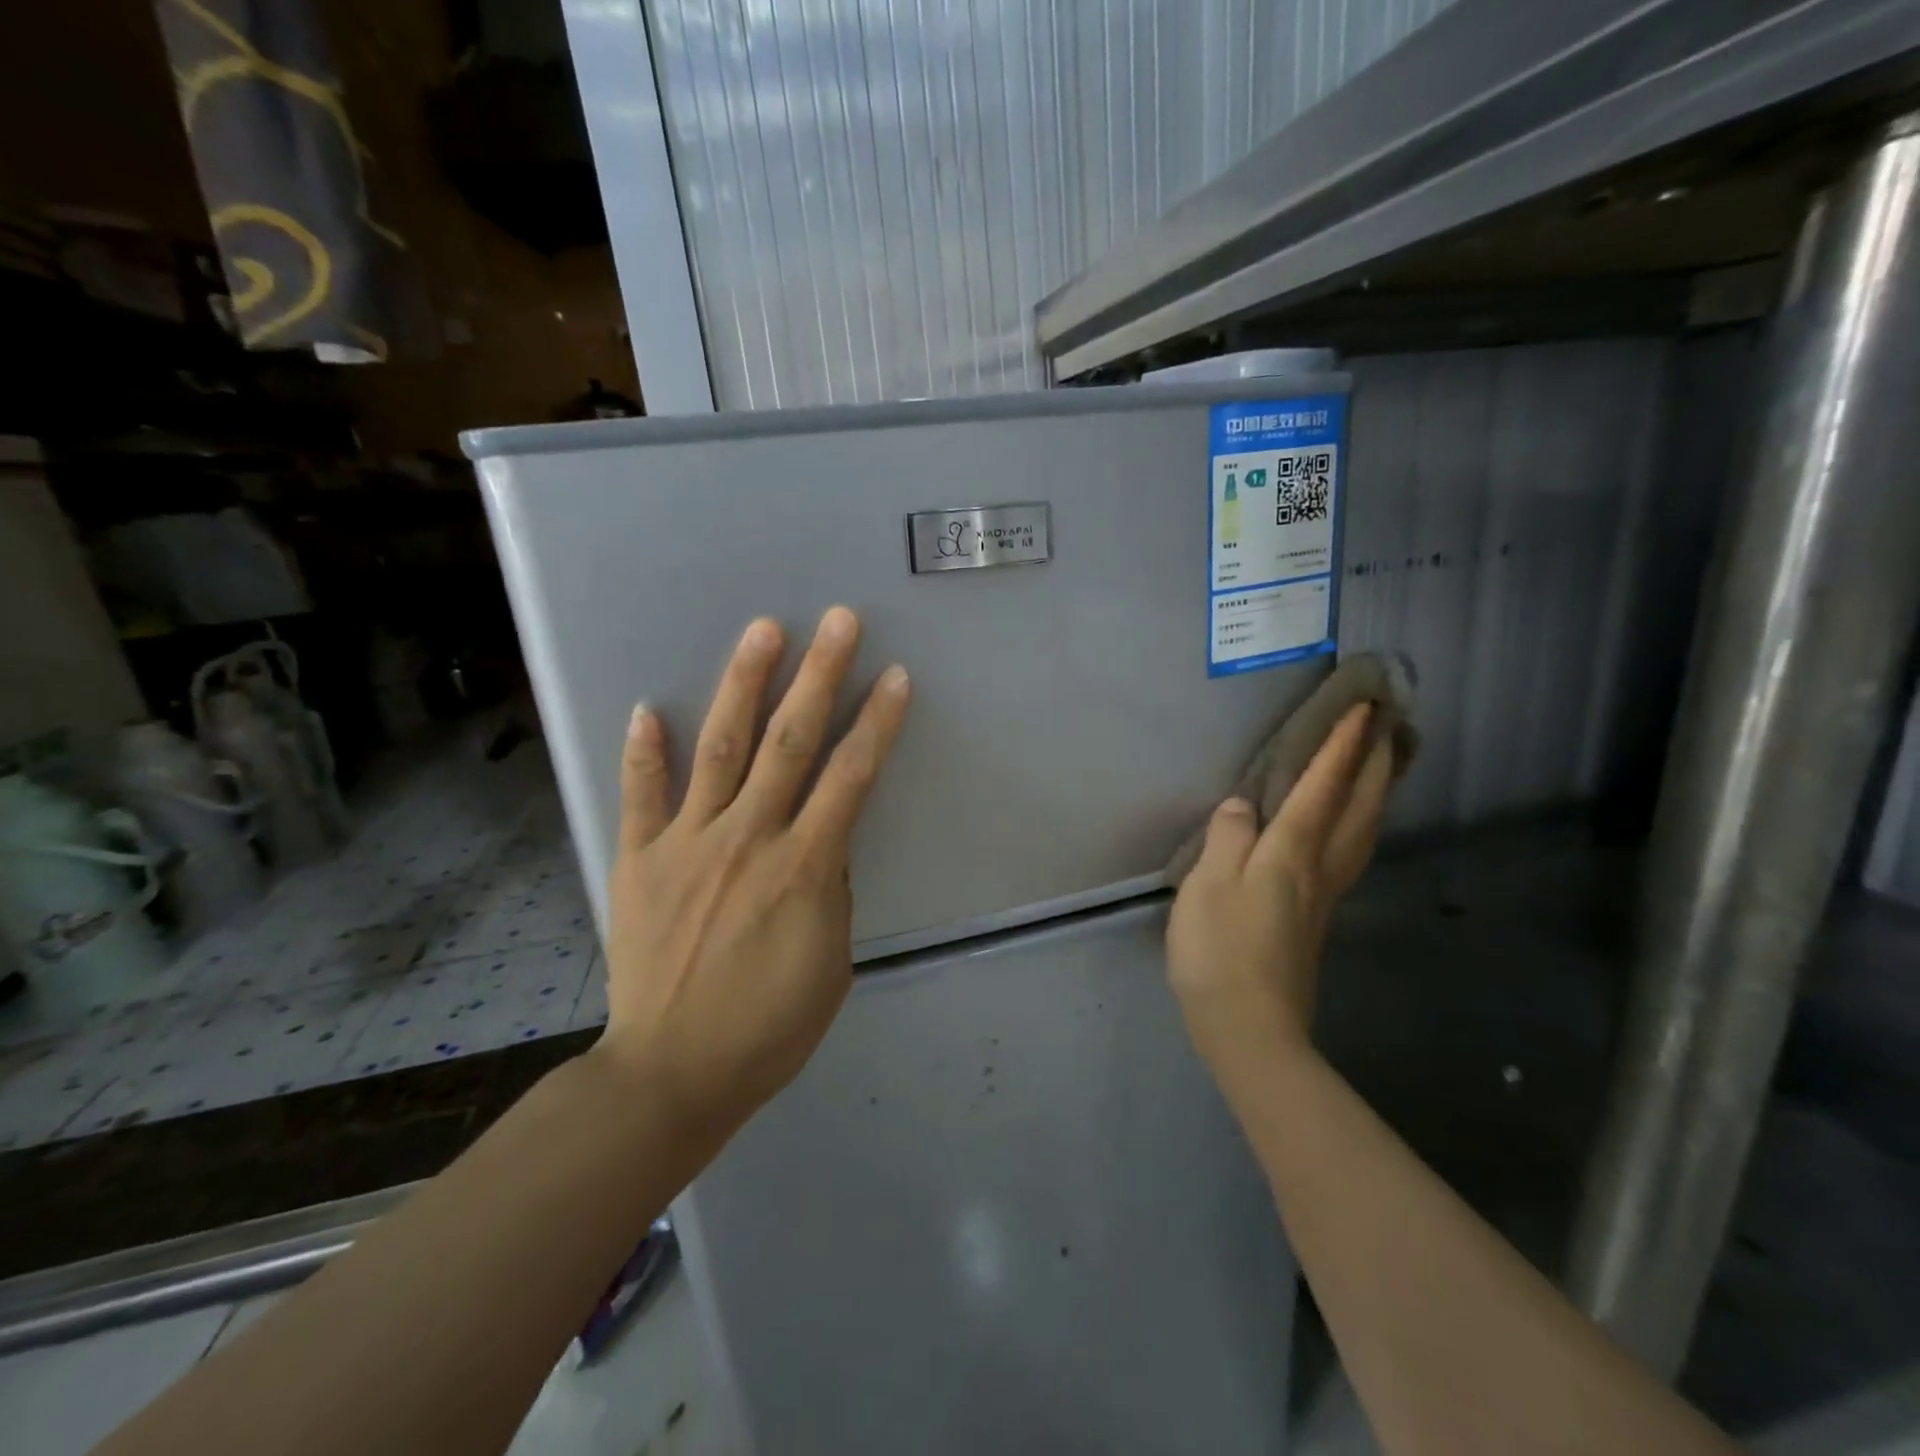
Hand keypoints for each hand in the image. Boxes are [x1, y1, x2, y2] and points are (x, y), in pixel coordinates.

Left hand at [594, 607, 910, 1131]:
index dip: (877, 723)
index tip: (895, 676)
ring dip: (744, 685)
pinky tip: (647, 707)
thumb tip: (825, 840)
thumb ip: (832, 891)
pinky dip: (646, 751)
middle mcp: (748, 838)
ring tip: (762, 630)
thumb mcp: (832, 962)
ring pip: (721, 748)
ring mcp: (687, 843)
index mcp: (803, 868)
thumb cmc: (768, 1027)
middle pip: (791, 742)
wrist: (673, 1073)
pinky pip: (641, 795)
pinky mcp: (639, 859)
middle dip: (819, 675)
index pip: (851, 778)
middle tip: (837, 620)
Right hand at [1166, 704, 1394, 1085]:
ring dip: (1378, 791)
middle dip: (1377, 762)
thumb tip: (1241, 805)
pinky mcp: (1317, 916)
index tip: (1363, 708)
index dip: (1340, 748)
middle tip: (1393, 725)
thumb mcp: (1208, 887)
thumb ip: (1227, 840)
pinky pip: (1351, 851)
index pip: (1321, 789)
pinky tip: (1353, 825)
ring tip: (1386, 763)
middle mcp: (1318, 867)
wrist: (1250, 1027)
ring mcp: (1324, 895)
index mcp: (1290, 854)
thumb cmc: (1220, 952)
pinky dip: (1361, 823)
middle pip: (1358, 807)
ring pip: (1363, 831)